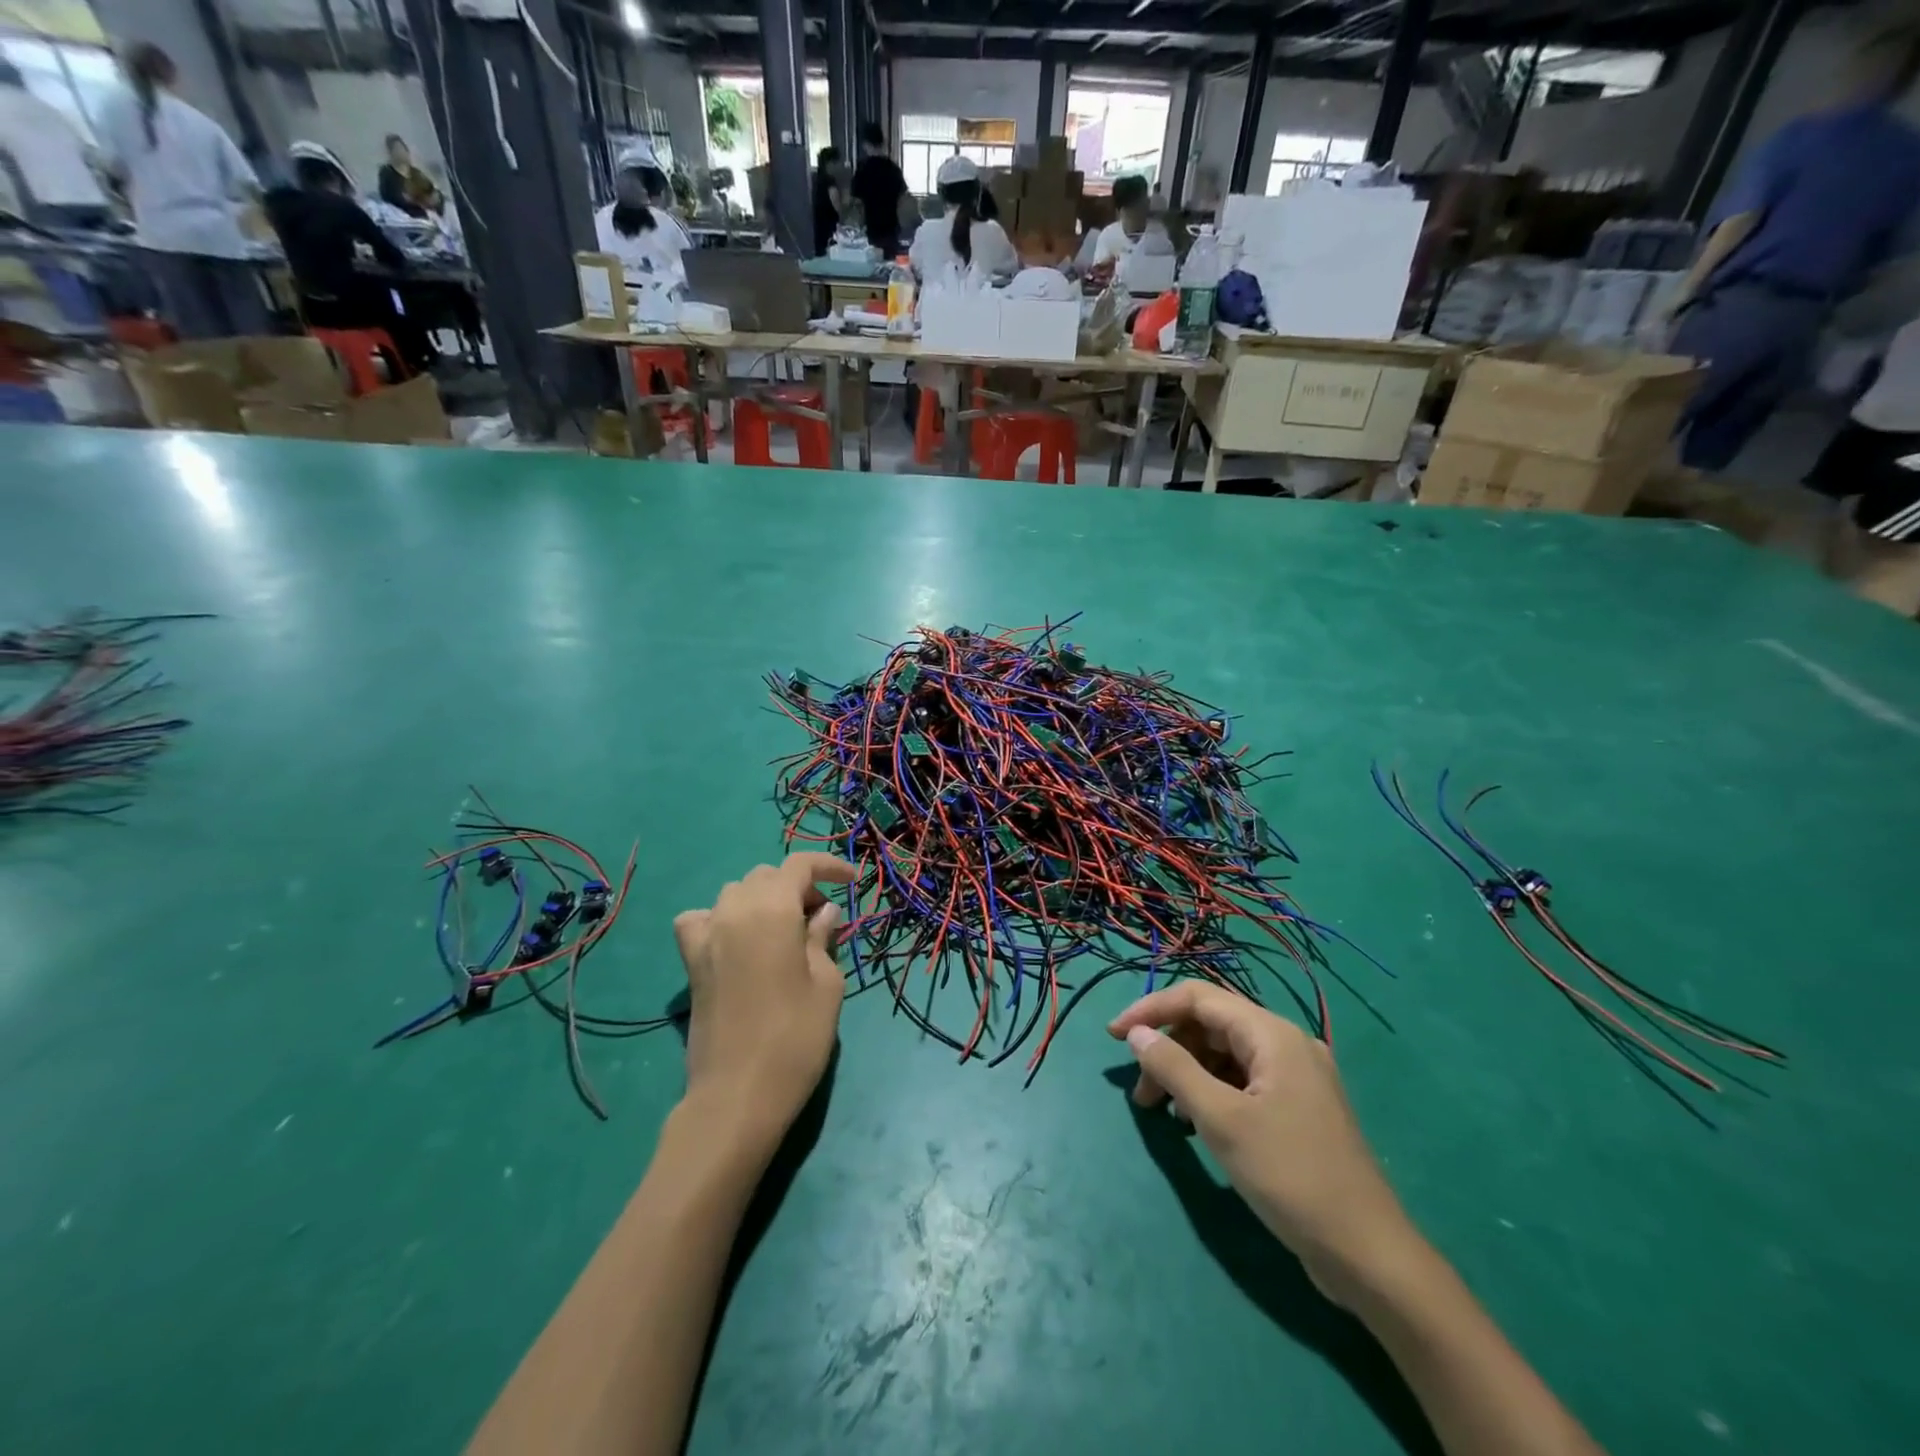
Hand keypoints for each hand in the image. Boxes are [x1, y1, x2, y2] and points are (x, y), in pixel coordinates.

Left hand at [672, 854, 856, 1145]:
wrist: (737, 1095)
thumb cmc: (796, 1037)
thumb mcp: (826, 984)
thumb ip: (822, 938)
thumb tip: (822, 912)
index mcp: (772, 909)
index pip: (799, 865)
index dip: (828, 865)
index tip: (851, 881)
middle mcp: (734, 910)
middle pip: (766, 876)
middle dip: (797, 886)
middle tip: (821, 917)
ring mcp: (707, 935)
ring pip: (736, 892)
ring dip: (763, 899)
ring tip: (785, 930)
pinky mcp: (691, 962)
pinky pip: (701, 919)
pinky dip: (721, 918)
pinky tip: (736, 941)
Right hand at [1109, 981, 1419, 1307]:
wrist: (1368, 1255)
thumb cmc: (1290, 1176)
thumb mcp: (1221, 1120)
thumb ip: (1174, 1069)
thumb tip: (1138, 1034)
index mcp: (1272, 1034)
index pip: (1198, 998)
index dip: (1151, 1010)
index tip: (1114, 1037)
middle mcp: (1286, 1044)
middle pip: (1211, 1025)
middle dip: (1168, 1050)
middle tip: (1141, 1094)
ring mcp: (1295, 1077)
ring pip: (1224, 1055)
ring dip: (1186, 1074)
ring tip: (1162, 1114)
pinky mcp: (1296, 1108)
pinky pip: (1242, 1082)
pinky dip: (1211, 1093)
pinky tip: (1195, 1125)